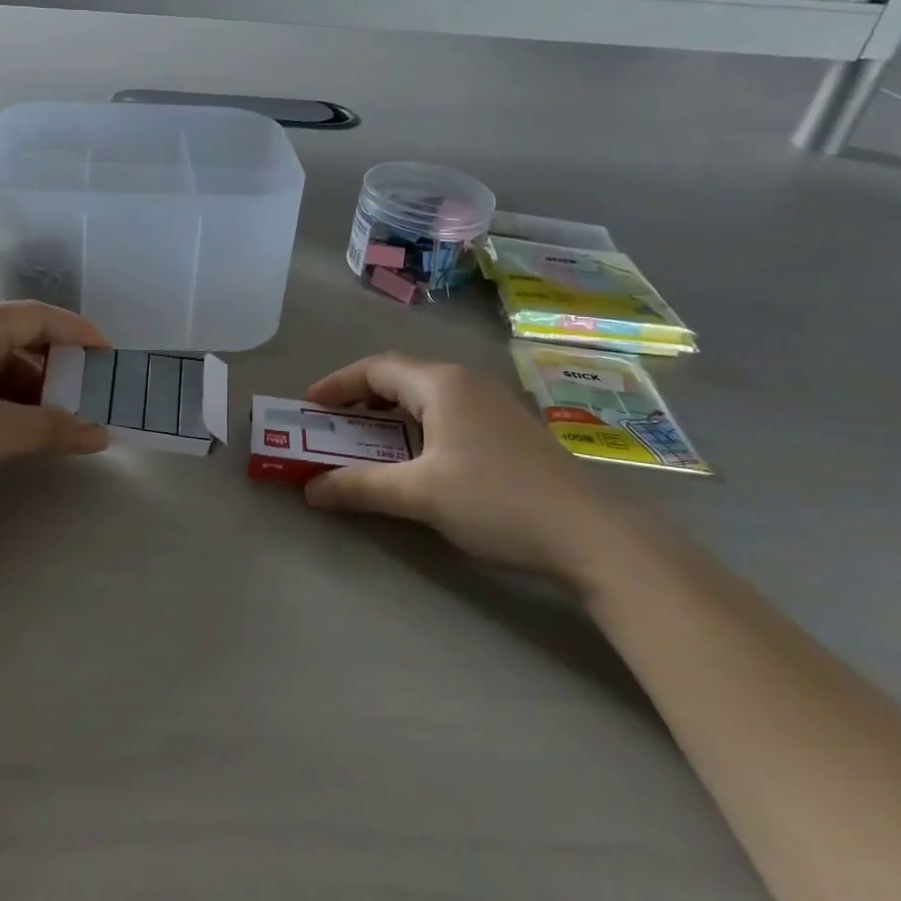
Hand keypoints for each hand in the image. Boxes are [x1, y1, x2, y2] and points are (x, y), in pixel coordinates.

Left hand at [0, 303, 110, 521]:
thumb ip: (53, 428)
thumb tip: (100, 434)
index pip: (34, 315)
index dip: (76, 330)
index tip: (107, 353)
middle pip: (15, 337)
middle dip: (55, 362)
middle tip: (86, 389)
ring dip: (30, 385)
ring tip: (58, 414)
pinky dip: (4, 399)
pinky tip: (18, 425)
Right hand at [301, 353, 624, 581]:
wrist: (591, 533)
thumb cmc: (496, 500)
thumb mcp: (420, 494)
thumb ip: (360, 487)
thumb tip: (311, 489)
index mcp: (442, 383)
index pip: (376, 368)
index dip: (338, 384)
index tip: (309, 406)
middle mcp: (466, 382)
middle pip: (401, 376)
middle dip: (361, 397)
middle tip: (333, 424)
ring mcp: (493, 403)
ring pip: (426, 394)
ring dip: (390, 412)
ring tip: (368, 439)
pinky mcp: (509, 428)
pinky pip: (448, 411)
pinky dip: (417, 423)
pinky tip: (418, 455)